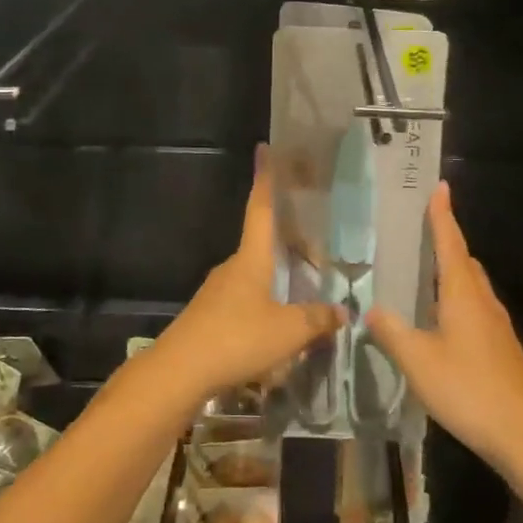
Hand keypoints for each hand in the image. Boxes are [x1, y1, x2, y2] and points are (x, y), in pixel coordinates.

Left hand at [150, 147, 342, 406]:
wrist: (179, 372)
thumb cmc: (236, 339)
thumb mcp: (288, 332)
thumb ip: (317, 320)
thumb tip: (343, 310)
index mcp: (251, 258)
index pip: (261, 208)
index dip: (266, 179)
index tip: (265, 150)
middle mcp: (233, 267)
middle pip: (263, 243)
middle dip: (288, 242)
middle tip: (317, 249)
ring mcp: (218, 291)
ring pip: (255, 274)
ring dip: (278, 277)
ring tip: (305, 291)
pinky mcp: (210, 316)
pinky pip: (246, 298)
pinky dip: (266, 302)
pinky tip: (279, 325)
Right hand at [366, 182, 522, 470]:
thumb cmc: (468, 388)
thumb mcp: (418, 361)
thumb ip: (392, 333)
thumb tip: (371, 310)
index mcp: (463, 294)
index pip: (450, 243)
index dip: (442, 216)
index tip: (440, 187)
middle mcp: (483, 301)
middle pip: (464, 261)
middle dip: (446, 241)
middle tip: (421, 230)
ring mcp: (496, 325)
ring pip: (471, 286)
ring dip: (451, 272)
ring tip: (423, 273)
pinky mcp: (500, 347)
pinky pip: (474, 308)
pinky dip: (456, 299)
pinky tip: (439, 321)